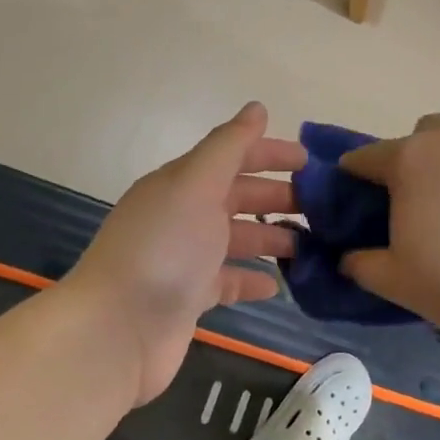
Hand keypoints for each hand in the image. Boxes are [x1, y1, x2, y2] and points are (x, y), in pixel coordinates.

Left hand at [69, 102, 304, 406]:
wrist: (117, 331)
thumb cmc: (163, 248)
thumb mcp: (196, 184)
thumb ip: (228, 146)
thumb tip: (257, 107)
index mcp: (182, 184)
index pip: (232, 156)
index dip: (269, 153)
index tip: (310, 161)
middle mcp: (183, 216)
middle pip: (238, 197)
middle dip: (277, 196)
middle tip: (321, 207)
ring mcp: (186, 259)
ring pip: (237, 239)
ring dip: (272, 237)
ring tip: (311, 244)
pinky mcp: (190, 298)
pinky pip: (229, 281)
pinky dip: (252, 279)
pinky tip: (278, 284)